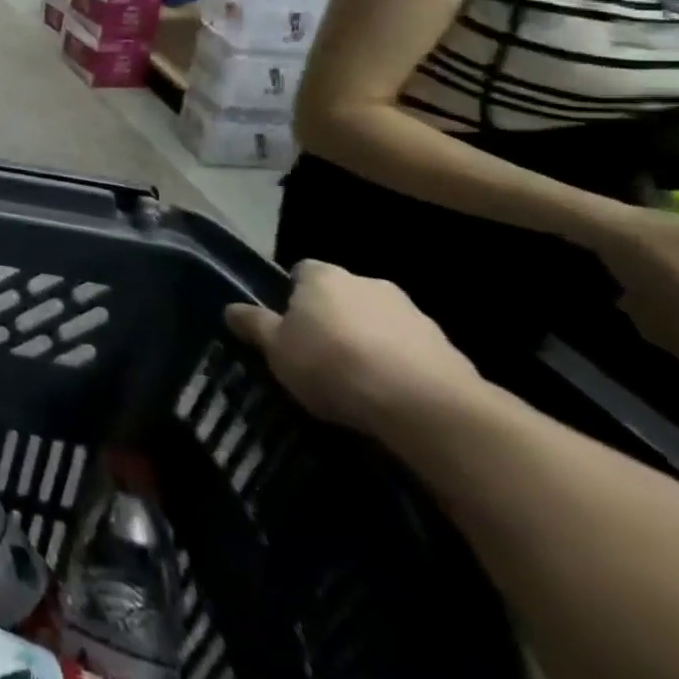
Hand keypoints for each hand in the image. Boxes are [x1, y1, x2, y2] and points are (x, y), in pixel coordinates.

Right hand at [225, 261, 485, 433]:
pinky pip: (412, 352)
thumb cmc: (334, 365)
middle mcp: (368, 282)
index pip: (301, 272)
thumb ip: (254, 326)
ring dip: (371, 343)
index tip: (289, 328)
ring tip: (360, 384)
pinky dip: (402, 367)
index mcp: (323, 276)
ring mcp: (413, 313)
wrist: (426, 406)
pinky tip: (394, 399)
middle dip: (334, 320)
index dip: (292, 297)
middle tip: (322, 356)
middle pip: (342, 296)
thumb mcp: (277, 350)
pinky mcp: (448, 348)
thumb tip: (230, 308)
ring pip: (379, 323)